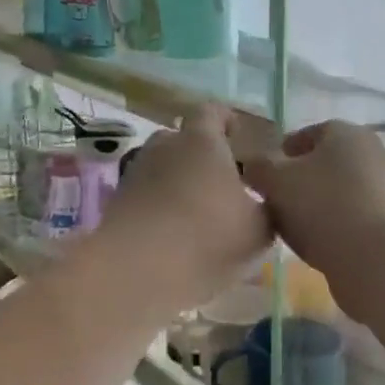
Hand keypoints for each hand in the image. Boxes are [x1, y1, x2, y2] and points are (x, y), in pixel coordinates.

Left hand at [101, 105, 270, 307]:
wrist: (136, 272)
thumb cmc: (207, 238)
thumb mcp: (259, 229)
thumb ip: (267, 209)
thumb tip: (265, 203)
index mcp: (201, 141)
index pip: (212, 112)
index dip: (227, 120)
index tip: (239, 136)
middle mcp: (164, 148)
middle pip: (182, 139)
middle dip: (201, 154)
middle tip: (223, 179)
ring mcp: (135, 175)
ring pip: (162, 169)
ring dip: (180, 182)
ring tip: (200, 211)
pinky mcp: (117, 204)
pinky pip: (147, 196)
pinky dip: (161, 207)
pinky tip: (176, 234)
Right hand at [242, 122, 384, 291]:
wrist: (379, 258)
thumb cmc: (323, 207)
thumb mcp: (276, 183)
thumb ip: (259, 168)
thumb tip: (252, 165)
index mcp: (347, 133)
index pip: (309, 134)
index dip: (285, 153)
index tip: (268, 175)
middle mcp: (376, 152)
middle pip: (330, 163)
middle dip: (306, 180)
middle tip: (281, 204)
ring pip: (347, 192)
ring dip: (325, 205)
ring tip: (300, 230)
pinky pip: (361, 218)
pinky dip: (343, 226)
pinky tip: (326, 246)